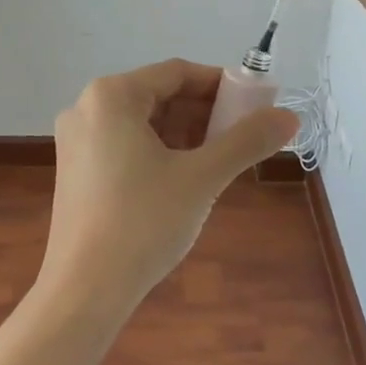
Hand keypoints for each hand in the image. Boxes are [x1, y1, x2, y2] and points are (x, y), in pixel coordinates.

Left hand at [41, 59, 298, 317]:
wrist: (84, 291)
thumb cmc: (143, 222)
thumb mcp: (202, 177)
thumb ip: (246, 141)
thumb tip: (290, 117)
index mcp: (111, 96)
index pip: (177, 73)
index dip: (220, 85)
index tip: (255, 105)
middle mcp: (87, 107)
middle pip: (158, 96)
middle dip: (204, 113)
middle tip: (241, 137)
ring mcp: (76, 140)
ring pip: (143, 123)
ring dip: (184, 134)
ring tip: (219, 160)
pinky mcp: (75, 170)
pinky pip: (125, 144)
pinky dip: (159, 152)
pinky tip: (184, 179)